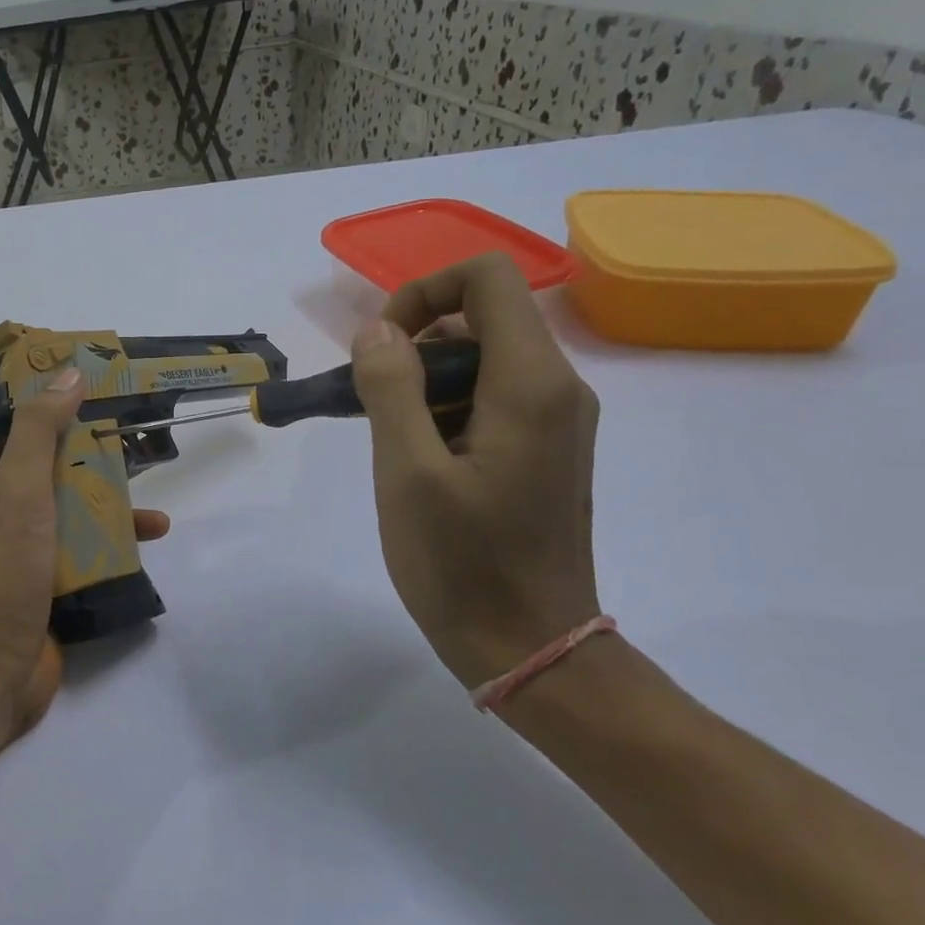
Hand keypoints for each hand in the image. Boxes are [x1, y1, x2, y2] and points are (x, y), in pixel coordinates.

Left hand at [0, 368, 170, 740]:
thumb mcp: (17, 487)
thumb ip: (37, 429)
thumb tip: (66, 374)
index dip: (29, 377)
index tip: (73, 359)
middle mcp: (1, 496)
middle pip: (44, 446)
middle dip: (83, 426)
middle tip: (128, 406)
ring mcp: (27, 535)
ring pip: (70, 490)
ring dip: (106, 478)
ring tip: (151, 461)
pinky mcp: (51, 569)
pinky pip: (87, 537)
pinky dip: (117, 530)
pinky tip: (153, 530)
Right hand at [351, 253, 601, 688]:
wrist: (529, 647)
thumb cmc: (462, 563)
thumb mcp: (407, 472)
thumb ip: (390, 388)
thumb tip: (379, 330)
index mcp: (531, 383)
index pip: (487, 277)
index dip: (422, 292)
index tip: (379, 348)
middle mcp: (557, 388)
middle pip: (481, 318)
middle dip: (413, 345)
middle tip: (367, 404)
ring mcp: (556, 422)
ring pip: (482, 360)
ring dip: (422, 381)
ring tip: (387, 441)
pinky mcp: (544, 451)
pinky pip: (490, 399)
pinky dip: (443, 408)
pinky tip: (415, 461)